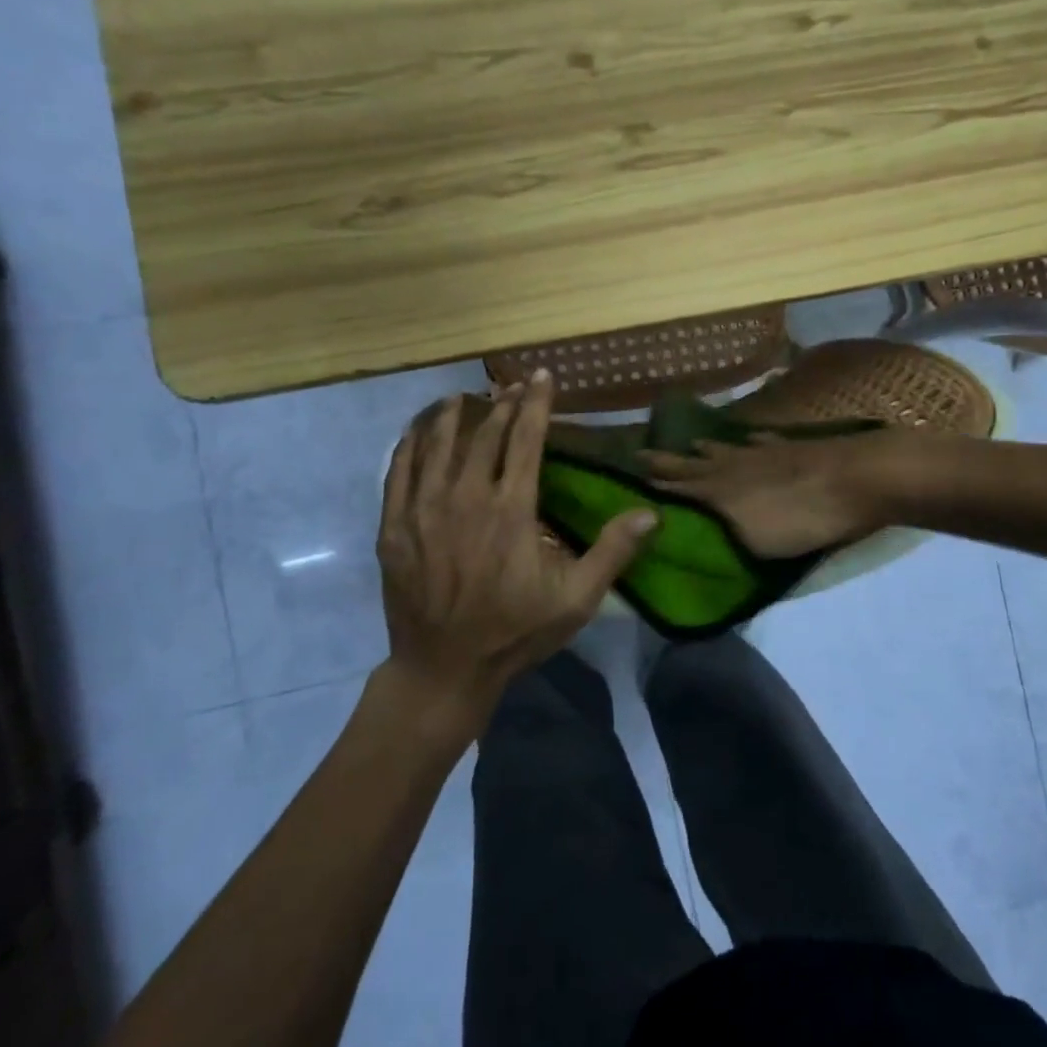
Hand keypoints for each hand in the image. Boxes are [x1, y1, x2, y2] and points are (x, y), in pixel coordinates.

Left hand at [376, 373, 656, 730]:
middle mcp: (466, 498)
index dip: (536, 404)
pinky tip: (417, 432)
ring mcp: (424, 510)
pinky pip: (398, 471)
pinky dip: (410, 444)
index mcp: (511, 510)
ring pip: (437, 445)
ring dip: (453, 416)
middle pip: (485, 436)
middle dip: (501, 404)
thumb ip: (612, 552)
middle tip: (510, 386)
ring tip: (463, 397)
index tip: (540, 377)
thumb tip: (652, 513)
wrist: (443, 669)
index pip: (526, 440)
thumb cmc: (514, 632)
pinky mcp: (394, 527)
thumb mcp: (575, 600)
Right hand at [640, 429, 898, 558]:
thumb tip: (680, 531)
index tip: (626, 478)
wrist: (859, 478)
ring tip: (691, 444)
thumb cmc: (803, 518)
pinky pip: (763, 442)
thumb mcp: (752, 541)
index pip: (677, 487)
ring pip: (725, 449)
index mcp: (720, 491)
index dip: (653, 484)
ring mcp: (764, 452)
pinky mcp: (793, 447)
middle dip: (667, 462)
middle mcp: (734, 466)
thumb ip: (717, 536)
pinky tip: (751, 439)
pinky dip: (752, 441)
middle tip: (641, 453)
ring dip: (705, 449)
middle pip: (694, 463)